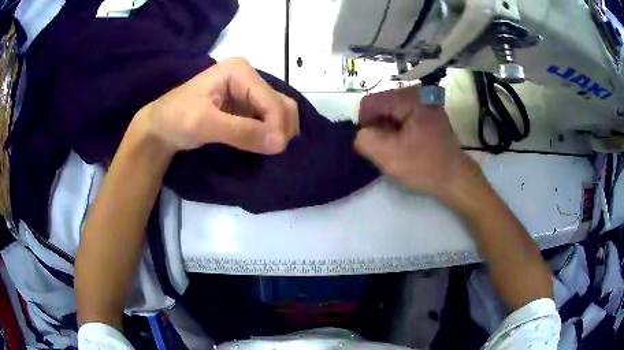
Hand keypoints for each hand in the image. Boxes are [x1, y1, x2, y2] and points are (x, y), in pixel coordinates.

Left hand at [137, 57, 298, 153]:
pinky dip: (270, 133)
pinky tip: (264, 145)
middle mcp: (248, 77)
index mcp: (240, 71)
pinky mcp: (244, 106)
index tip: (275, 151)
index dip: (277, 126)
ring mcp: (247, 91)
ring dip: (279, 132)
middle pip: (281, 102)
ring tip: (270, 150)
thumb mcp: (205, 124)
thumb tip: (280, 143)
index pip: (271, 99)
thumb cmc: (176, 119)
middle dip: (282, 128)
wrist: (160, 127)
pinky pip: (267, 119)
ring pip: (278, 111)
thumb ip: (242, 132)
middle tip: (275, 152)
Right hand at [355, 85, 481, 197]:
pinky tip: (406, 143)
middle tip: (387, 149)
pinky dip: (398, 128)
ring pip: (390, 110)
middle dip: (377, 127)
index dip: (365, 125)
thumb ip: (365, 140)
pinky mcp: (428, 111)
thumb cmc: (425, 167)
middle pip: (380, 104)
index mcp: (409, 98)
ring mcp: (424, 101)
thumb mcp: (389, 157)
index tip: (373, 145)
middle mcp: (417, 93)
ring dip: (387, 129)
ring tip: (398, 147)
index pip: (369, 103)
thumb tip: (360, 133)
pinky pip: (402, 114)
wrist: (455, 177)